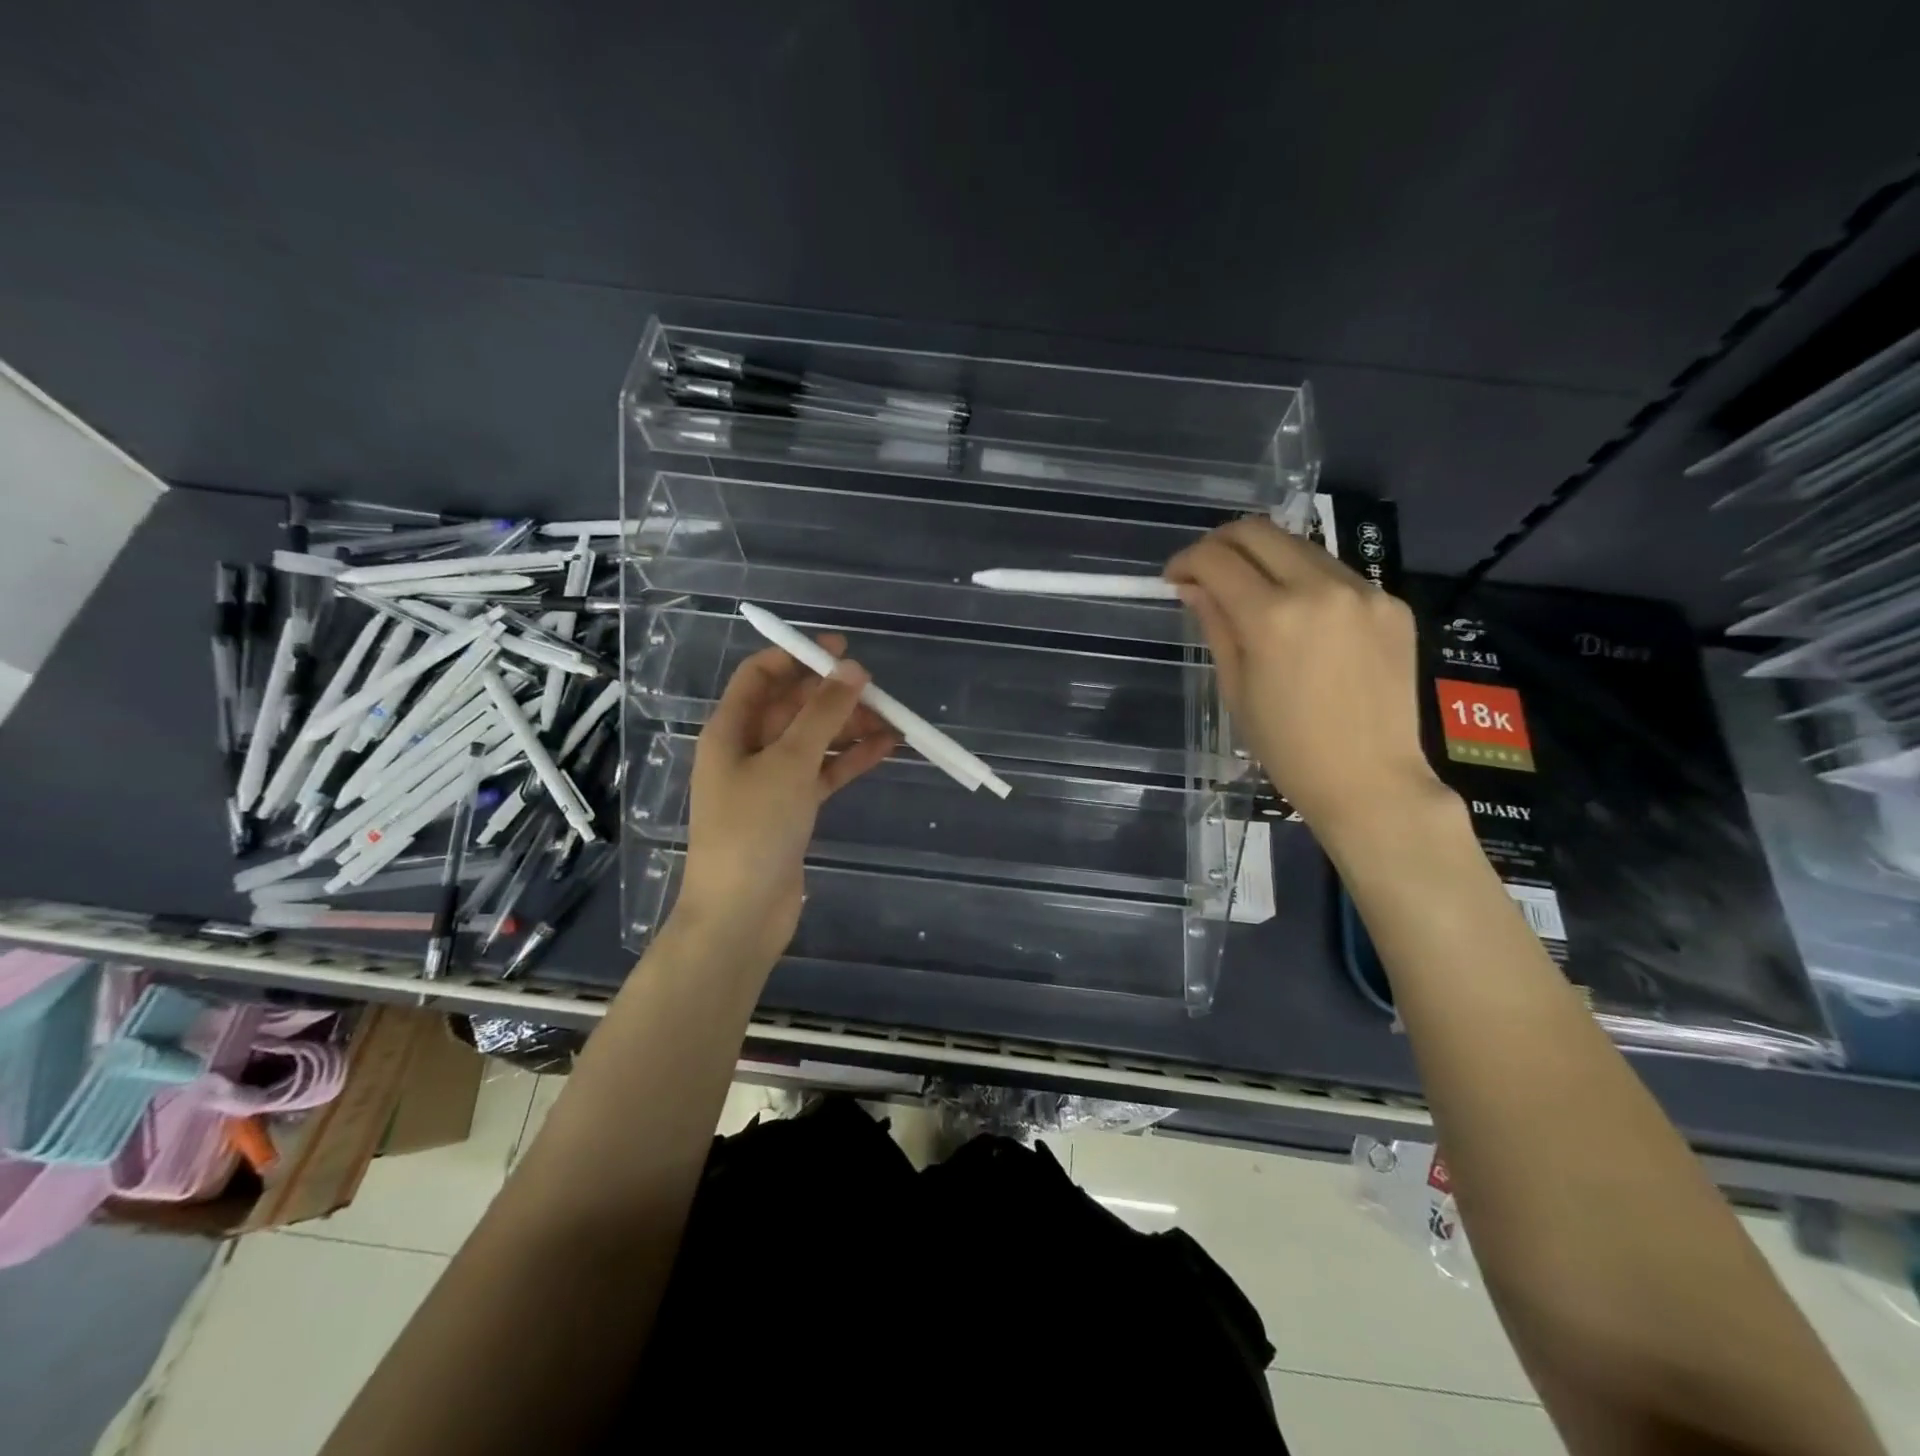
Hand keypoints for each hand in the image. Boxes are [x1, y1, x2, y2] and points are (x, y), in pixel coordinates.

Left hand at [672, 634, 899, 969]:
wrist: (741, 914)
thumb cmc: (754, 829)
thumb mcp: (789, 762)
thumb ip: (823, 713)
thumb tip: (853, 669)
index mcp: (730, 730)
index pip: (760, 676)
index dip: (797, 657)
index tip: (840, 649)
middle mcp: (747, 749)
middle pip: (792, 707)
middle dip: (832, 695)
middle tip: (876, 689)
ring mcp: (770, 781)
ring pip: (813, 740)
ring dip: (848, 728)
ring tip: (893, 720)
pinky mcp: (791, 809)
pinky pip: (823, 772)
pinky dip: (850, 759)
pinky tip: (886, 748)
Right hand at [1166, 517, 1448, 836]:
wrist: (1370, 780)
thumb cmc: (1287, 748)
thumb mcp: (1236, 688)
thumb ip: (1215, 625)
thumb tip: (1193, 587)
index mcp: (1273, 618)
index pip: (1216, 559)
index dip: (1186, 561)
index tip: (1175, 578)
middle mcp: (1321, 589)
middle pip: (1258, 531)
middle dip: (1221, 543)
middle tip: (1206, 570)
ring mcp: (1364, 592)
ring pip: (1300, 546)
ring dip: (1265, 559)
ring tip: (1252, 593)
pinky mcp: (1392, 604)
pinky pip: (1337, 574)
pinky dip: (1306, 582)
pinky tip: (1301, 618)